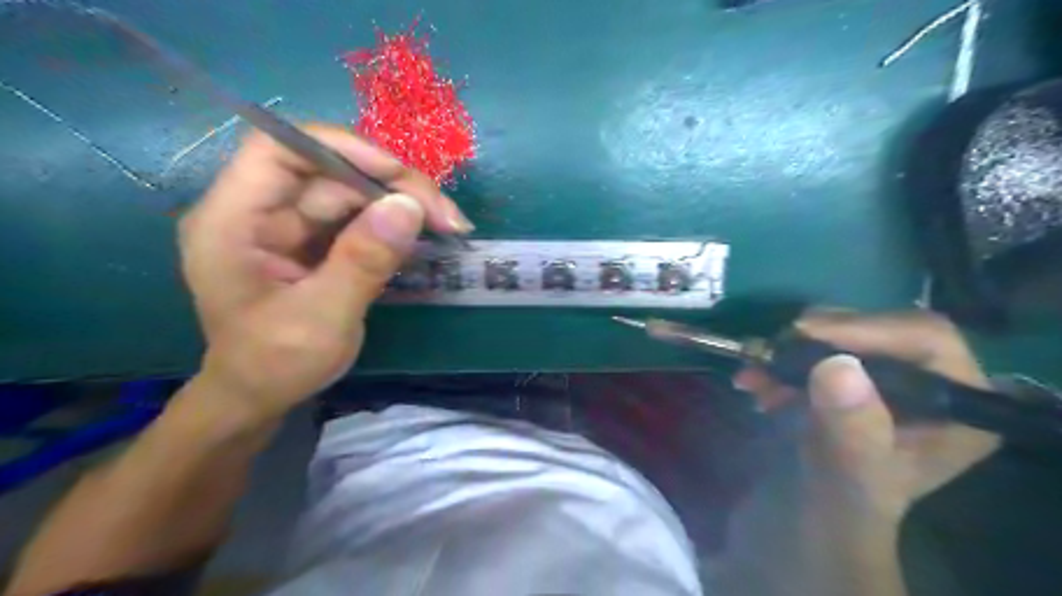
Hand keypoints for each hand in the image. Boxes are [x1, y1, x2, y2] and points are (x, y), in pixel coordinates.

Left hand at [179, 126, 470, 420]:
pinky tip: (429, 235)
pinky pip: (361, 217)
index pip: (280, 150)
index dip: (341, 149)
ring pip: (354, 194)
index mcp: (233, 220)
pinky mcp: (318, 241)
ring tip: (450, 225)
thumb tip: (409, 206)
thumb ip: (362, 262)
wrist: (261, 397)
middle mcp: (262, 211)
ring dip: (404, 204)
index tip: (398, 175)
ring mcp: (292, 226)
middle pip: (331, 172)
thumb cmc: (275, 364)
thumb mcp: (321, 318)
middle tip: (446, 215)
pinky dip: (397, 224)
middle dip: (393, 186)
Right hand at [736, 311, 1000, 520]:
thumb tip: (837, 365)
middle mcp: (927, 387)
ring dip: (790, 351)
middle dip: (818, 341)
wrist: (807, 529)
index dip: (866, 329)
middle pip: (877, 331)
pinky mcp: (845, 381)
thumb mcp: (847, 480)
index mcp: (956, 410)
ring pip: (839, 336)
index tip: (805, 336)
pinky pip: (813, 350)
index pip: (926, 340)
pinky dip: (779, 361)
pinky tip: (754, 381)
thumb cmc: (839, 514)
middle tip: (772, 354)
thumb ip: (850, 431)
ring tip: (754, 375)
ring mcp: (883, 381)